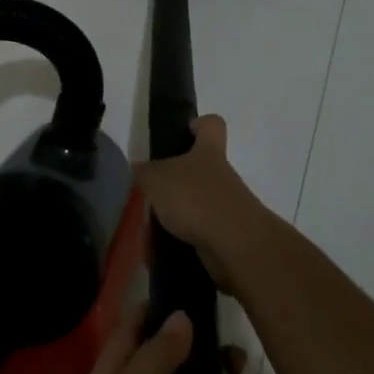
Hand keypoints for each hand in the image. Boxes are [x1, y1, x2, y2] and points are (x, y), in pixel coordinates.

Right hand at [133, 116, 276, 291]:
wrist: (234, 245)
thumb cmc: (195, 199)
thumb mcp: (157, 179)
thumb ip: (145, 172)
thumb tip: (139, 170)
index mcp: (208, 152)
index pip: (211, 125)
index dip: (198, 124)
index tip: (183, 132)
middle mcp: (221, 175)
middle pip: (200, 168)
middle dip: (174, 181)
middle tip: (151, 191)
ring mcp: (226, 205)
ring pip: (195, 202)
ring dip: (174, 214)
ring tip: (150, 228)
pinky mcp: (225, 234)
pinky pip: (197, 232)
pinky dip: (179, 239)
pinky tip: (160, 249)